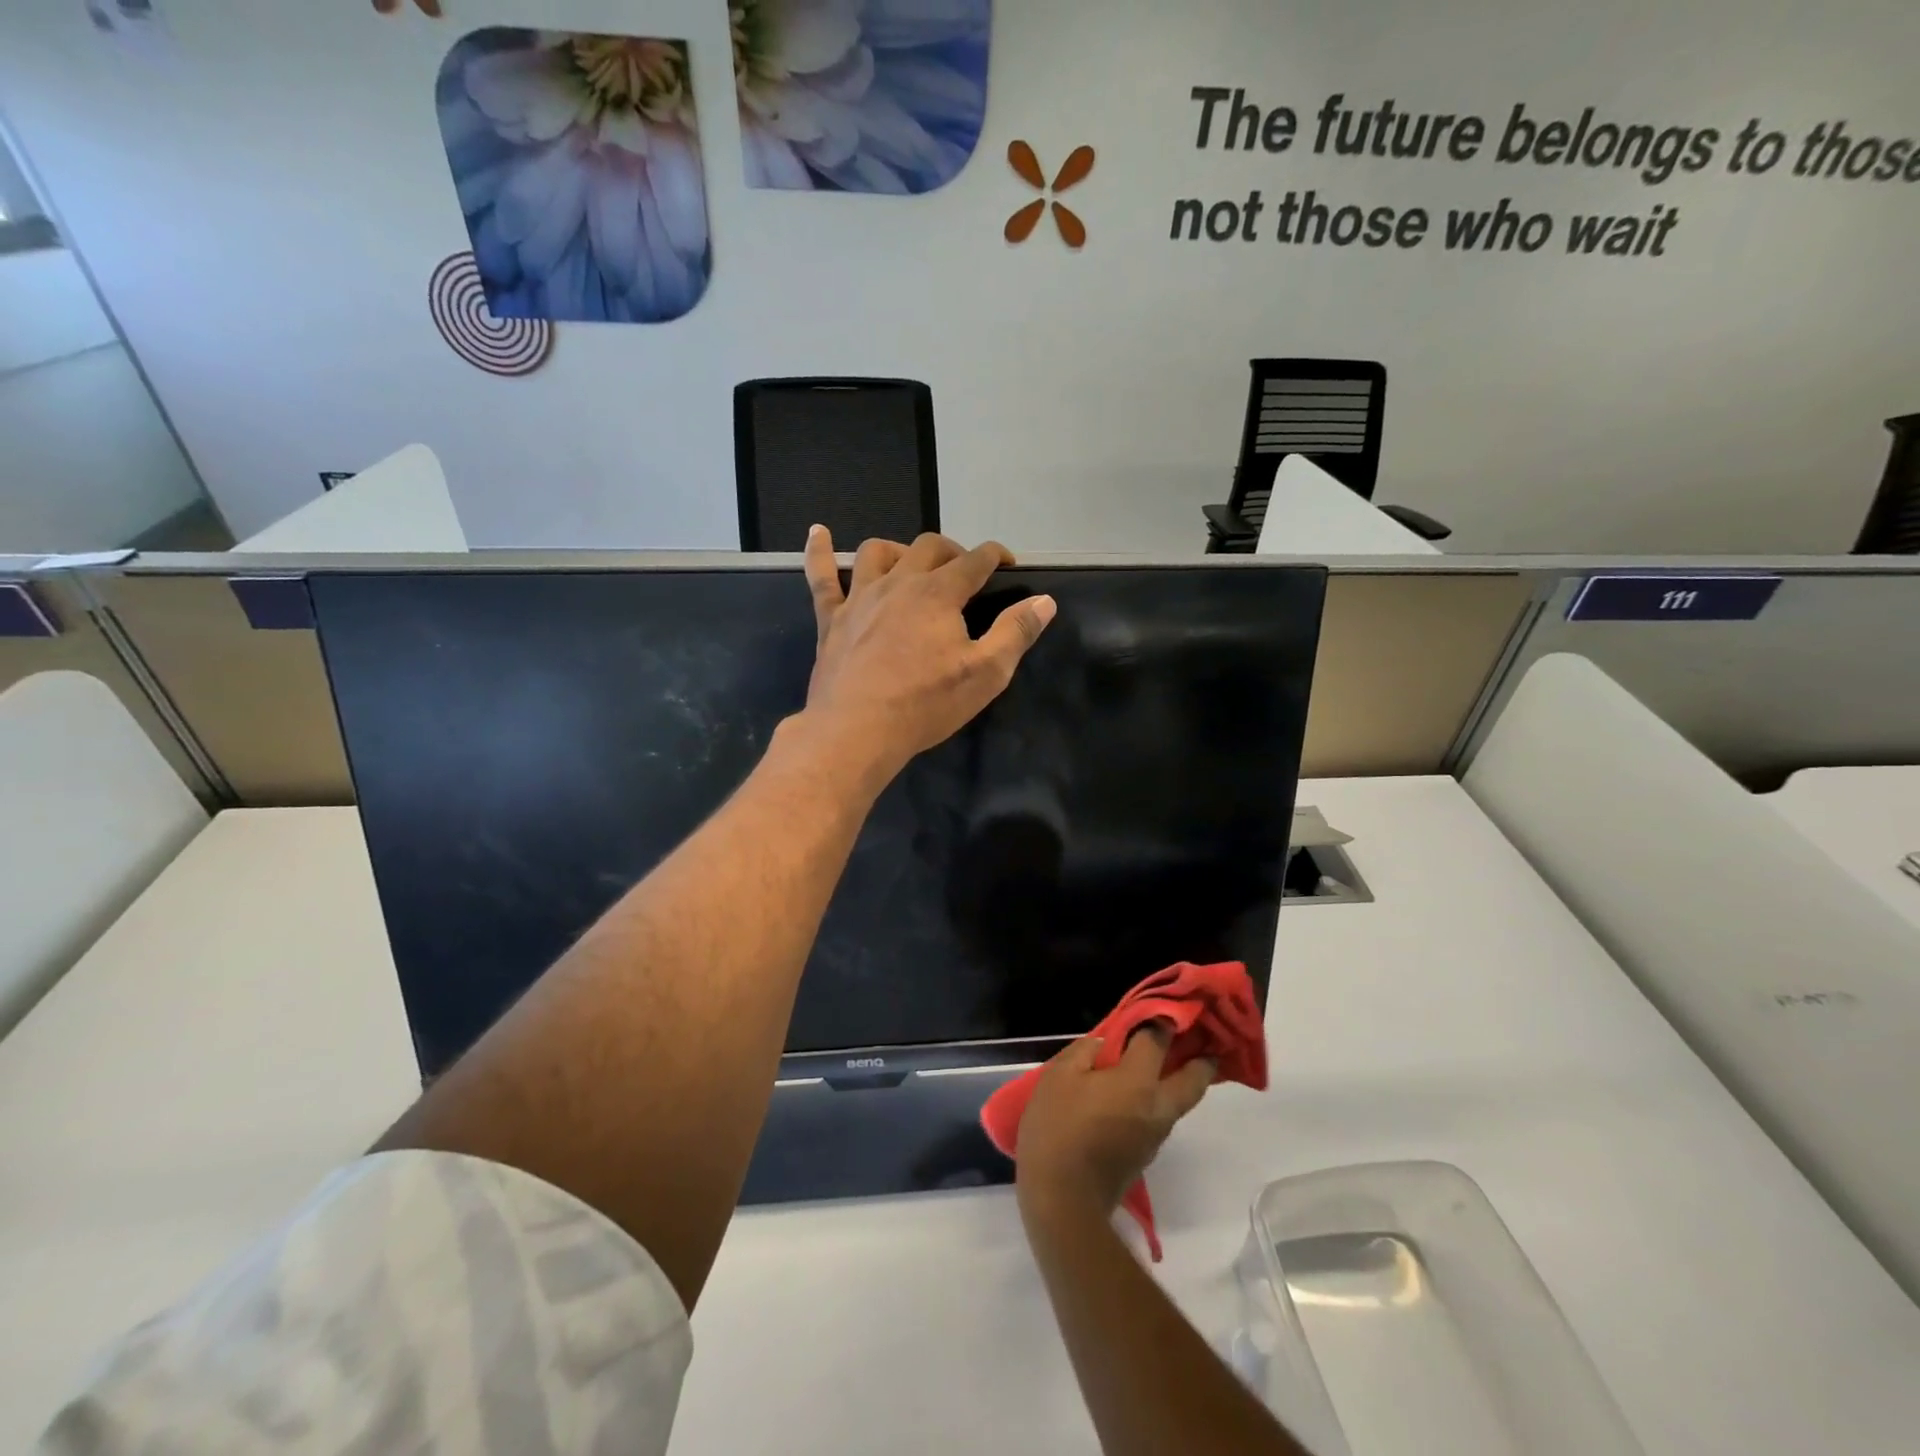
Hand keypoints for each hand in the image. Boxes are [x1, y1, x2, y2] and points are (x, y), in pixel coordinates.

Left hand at [801, 527, 1055, 782]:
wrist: (857, 729)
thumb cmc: (926, 704)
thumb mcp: (986, 674)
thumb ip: (1016, 633)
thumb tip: (1044, 601)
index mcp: (939, 593)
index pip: (975, 560)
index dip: (995, 555)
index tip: (1007, 562)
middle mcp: (899, 583)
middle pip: (928, 547)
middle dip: (952, 551)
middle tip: (963, 572)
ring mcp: (860, 597)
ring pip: (878, 552)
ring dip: (899, 550)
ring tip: (910, 564)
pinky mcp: (831, 619)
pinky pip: (822, 576)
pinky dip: (820, 551)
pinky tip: (818, 532)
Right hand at [1015, 1028, 1215, 1224]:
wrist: (1064, 1201)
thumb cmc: (1058, 1129)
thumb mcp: (1059, 1076)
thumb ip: (1086, 1051)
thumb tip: (1106, 1045)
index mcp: (1138, 1082)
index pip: (1158, 1039)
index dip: (1158, 1019)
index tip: (1160, 1007)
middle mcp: (1158, 1107)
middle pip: (1194, 1079)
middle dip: (1202, 1058)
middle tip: (1202, 1040)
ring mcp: (1155, 1135)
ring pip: (1180, 1100)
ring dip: (1182, 1080)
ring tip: (1167, 1062)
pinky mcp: (1145, 1155)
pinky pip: (1161, 1116)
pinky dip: (1159, 1098)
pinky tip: (1136, 1094)